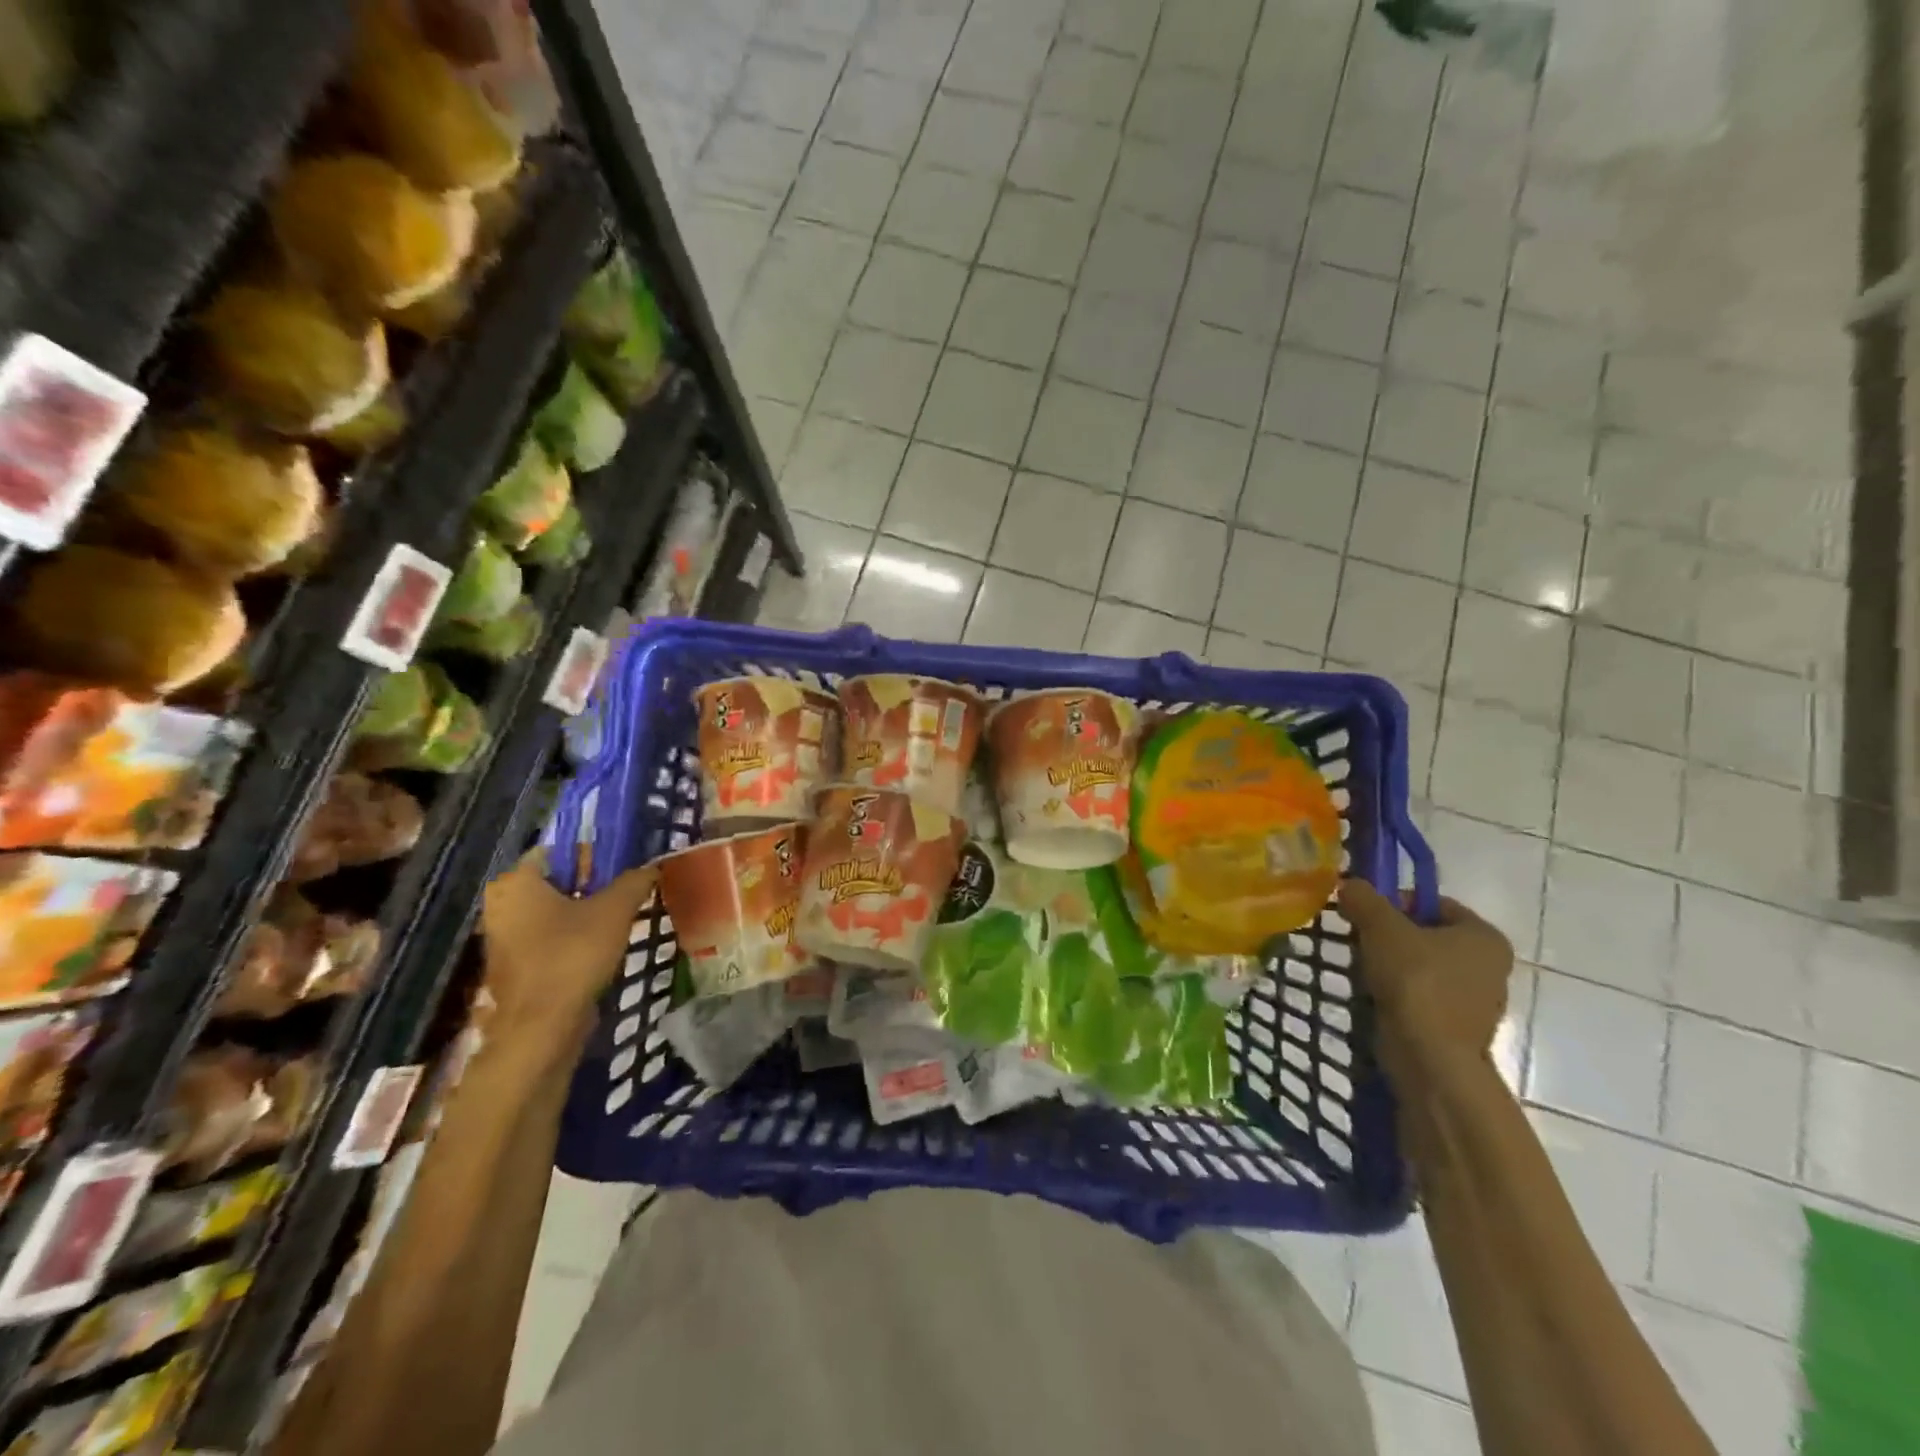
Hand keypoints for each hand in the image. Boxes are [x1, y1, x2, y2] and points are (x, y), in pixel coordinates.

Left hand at [479, 852, 657, 1041]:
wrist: (541, 1029)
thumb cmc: (572, 955)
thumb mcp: (615, 910)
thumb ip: (634, 881)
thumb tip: (651, 867)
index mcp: (516, 882)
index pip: (556, 850)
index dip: (592, 854)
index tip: (623, 865)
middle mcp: (500, 904)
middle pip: (555, 881)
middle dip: (591, 884)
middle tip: (627, 890)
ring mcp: (503, 938)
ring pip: (552, 911)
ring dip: (584, 912)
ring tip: (621, 917)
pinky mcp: (513, 966)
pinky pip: (548, 937)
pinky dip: (572, 936)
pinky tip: (602, 946)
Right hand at [1338, 879, 1512, 1085]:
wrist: (1430, 1058)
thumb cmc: (1416, 982)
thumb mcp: (1382, 927)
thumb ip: (1364, 898)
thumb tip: (1348, 885)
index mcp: (1484, 935)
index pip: (1433, 902)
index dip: (1393, 902)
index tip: (1364, 916)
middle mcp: (1490, 965)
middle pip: (1426, 934)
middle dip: (1389, 935)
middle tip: (1359, 941)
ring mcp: (1476, 1000)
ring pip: (1421, 966)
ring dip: (1390, 964)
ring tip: (1362, 970)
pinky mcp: (1457, 1027)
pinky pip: (1421, 995)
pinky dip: (1397, 992)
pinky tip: (1374, 996)